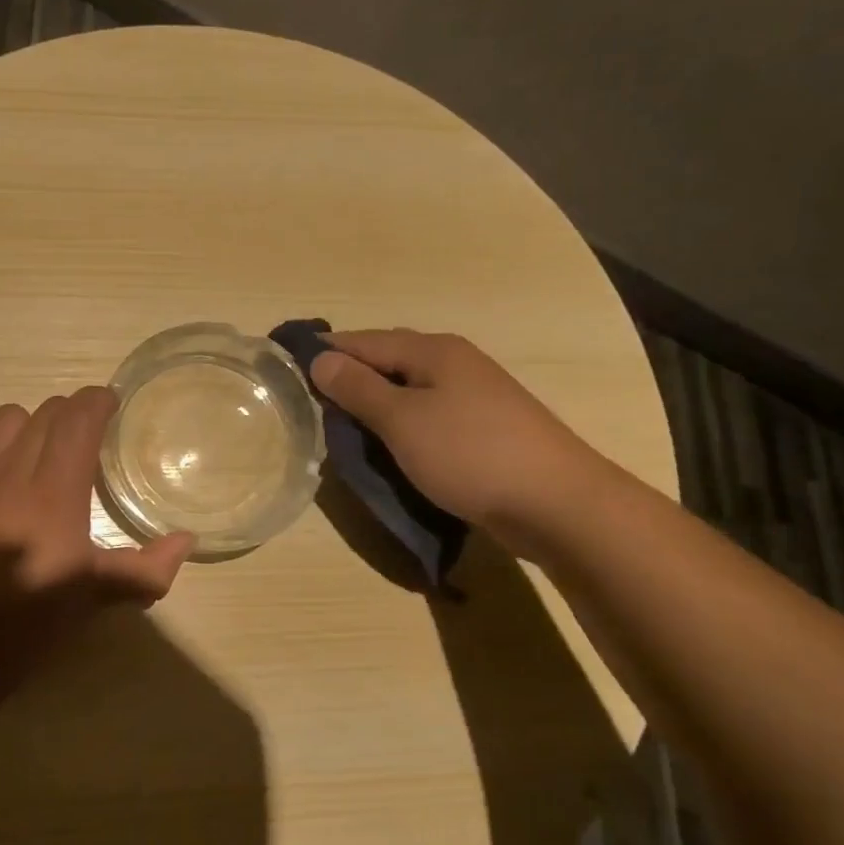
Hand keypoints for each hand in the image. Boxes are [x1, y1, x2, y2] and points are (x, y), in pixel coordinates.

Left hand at [0, 386, 194, 688]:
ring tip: (33, 452)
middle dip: (69, 416)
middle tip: (79, 440)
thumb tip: (187, 539)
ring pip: (3, 419)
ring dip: (26, 427)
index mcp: (56, 494)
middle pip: (45, 414)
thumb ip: (147, 567)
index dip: (97, 402)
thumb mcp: (97, 596)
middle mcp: (11, 473)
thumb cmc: (33, 621)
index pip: (79, 418)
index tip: (109, 407)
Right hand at [308, 328, 608, 551]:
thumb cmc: (470, 454)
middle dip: (348, 378)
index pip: (362, 340)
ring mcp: (474, 395)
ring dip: (375, 404)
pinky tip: (389, 444)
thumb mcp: (402, 420)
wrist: (557, 503)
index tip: (286, 369)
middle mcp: (454, 363)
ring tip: (343, 427)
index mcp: (433, 351)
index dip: (324, 353)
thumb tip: (319, 358)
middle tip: (311, 404)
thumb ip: (358, 388)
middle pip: (387, 360)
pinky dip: (401, 424)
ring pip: (407, 390)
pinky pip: (427, 414)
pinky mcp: (483, 427)